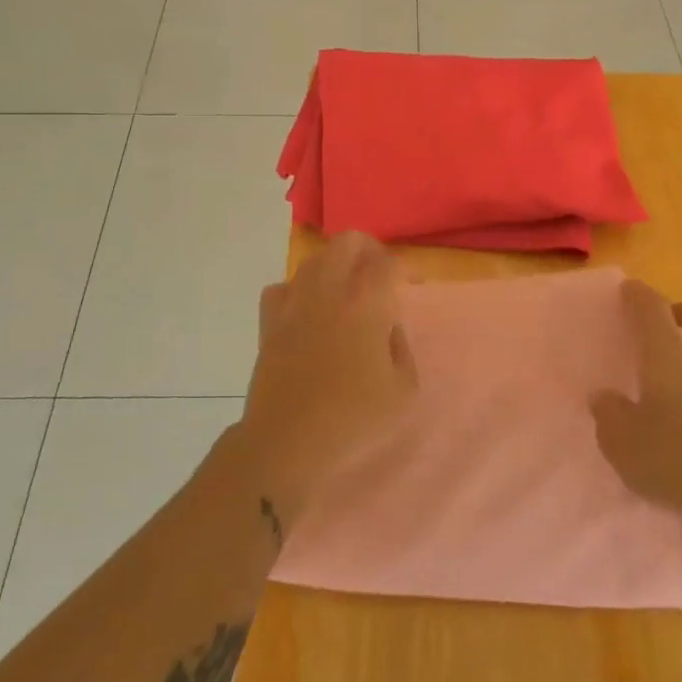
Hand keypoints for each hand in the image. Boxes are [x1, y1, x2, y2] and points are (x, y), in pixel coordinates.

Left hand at [236, 233, 416, 532]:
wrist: (288, 440)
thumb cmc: (353, 417)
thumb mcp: (403, 390)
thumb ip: (401, 348)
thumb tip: (387, 328)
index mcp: (367, 302)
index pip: (388, 263)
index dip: (404, 270)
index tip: (411, 286)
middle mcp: (330, 289)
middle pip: (348, 242)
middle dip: (368, 250)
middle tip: (378, 274)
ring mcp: (295, 302)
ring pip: (314, 259)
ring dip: (334, 266)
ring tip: (345, 291)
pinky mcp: (270, 321)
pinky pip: (283, 287)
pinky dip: (297, 290)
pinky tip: (306, 310)